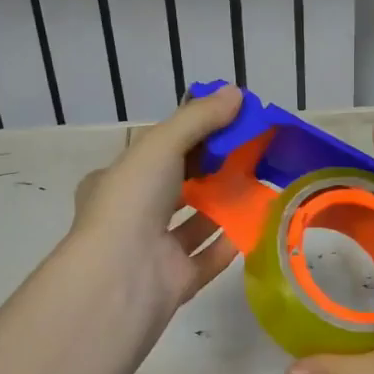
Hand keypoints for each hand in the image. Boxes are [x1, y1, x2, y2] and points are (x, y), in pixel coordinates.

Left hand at [64, 86, 243, 321]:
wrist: (122, 277)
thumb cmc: (132, 201)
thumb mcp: (161, 144)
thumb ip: (199, 119)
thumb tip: (237, 93)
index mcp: (114, 182)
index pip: (153, 153)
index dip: (188, 137)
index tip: (225, 126)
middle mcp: (131, 216)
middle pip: (176, 187)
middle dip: (209, 171)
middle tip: (248, 154)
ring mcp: (153, 251)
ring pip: (193, 224)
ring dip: (222, 205)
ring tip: (259, 184)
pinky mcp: (176, 281)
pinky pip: (208, 257)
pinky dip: (230, 241)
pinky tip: (257, 224)